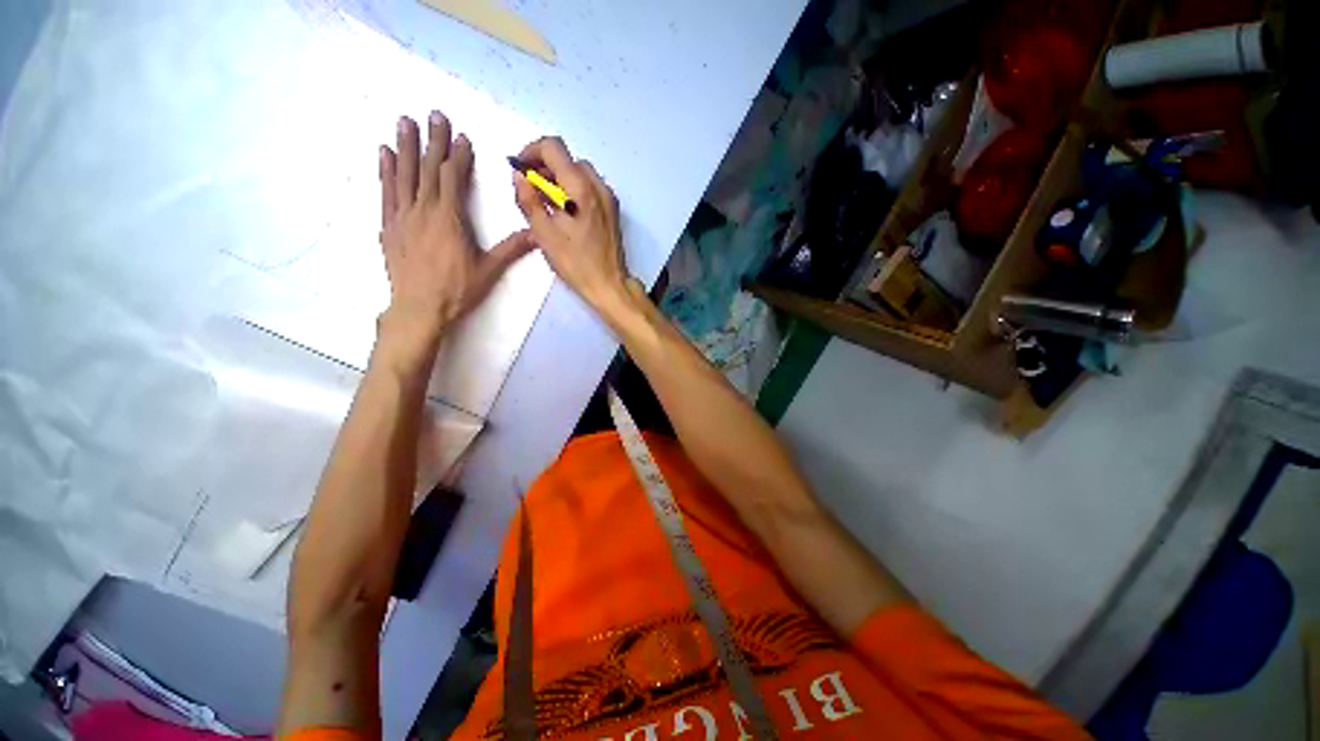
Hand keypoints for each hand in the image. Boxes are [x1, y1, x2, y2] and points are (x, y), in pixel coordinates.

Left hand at [378, 111, 532, 346]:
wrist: (419, 308)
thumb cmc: (457, 290)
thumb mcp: (489, 270)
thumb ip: (511, 249)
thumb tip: (536, 235)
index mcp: (449, 219)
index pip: (453, 178)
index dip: (458, 156)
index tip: (462, 136)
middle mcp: (423, 210)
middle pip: (429, 169)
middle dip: (433, 141)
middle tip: (434, 114)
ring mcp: (402, 216)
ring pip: (404, 174)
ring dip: (406, 146)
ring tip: (405, 121)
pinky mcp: (389, 226)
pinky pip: (387, 192)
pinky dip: (386, 171)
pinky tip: (385, 153)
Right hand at [511, 137, 629, 311]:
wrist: (609, 285)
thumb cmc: (576, 264)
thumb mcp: (544, 234)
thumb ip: (529, 201)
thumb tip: (519, 176)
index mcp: (581, 190)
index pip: (554, 148)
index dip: (531, 151)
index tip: (520, 168)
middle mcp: (599, 188)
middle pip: (568, 160)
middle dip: (545, 167)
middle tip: (529, 188)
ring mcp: (609, 199)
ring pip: (580, 173)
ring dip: (559, 179)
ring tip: (544, 202)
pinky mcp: (612, 211)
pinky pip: (590, 188)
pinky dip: (573, 190)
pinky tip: (563, 211)